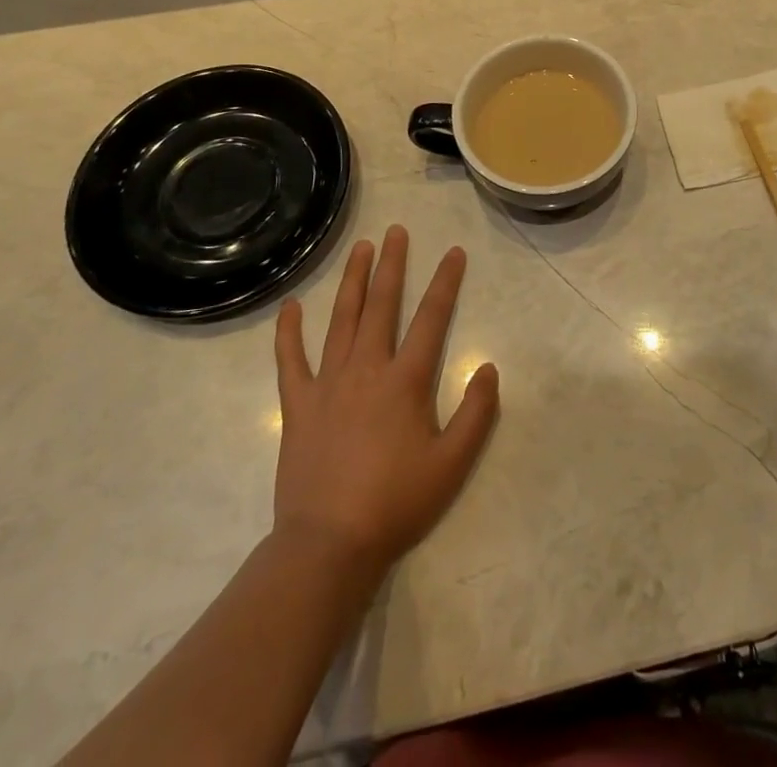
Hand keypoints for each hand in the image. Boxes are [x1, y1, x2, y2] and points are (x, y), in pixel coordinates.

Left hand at [272, 225, 499, 576]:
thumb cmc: (396, 503)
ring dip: (352, 281)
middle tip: (396, 231)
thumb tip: (487, 367)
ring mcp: (328, 383)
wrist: (328, 545)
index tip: (453, 252)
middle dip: (392, 265)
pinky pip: (290, 360)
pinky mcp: (298, 405)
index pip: (432, 318)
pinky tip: (290, 306)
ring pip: (341, 319)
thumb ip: (476, 412)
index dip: (445, 282)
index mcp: (405, 381)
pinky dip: (289, 332)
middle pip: (382, 305)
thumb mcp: (453, 463)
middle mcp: (366, 369)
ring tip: (360, 248)